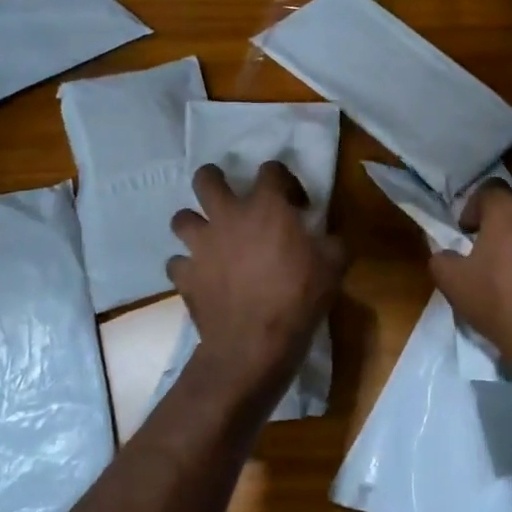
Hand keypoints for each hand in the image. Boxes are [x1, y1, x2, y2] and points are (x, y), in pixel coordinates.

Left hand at [169, 162, 346, 397]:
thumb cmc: (299, 296)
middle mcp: (228, 216)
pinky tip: (201, 276)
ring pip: (181, 218)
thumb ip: (331, 242)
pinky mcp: (185, 275)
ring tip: (209, 237)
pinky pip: (176, 263)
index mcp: (266, 206)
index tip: (296, 204)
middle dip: (215, 180)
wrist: (256, 342)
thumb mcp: (334, 265)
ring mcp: (201, 245)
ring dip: (195, 224)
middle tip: (229, 196)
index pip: (271, 169)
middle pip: (206, 179)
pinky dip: (187, 267)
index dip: (284, 180)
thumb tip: (329, 238)